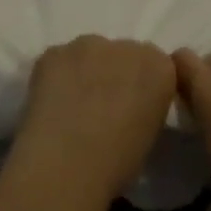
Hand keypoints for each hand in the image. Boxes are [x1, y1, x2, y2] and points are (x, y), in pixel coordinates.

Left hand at [9, 36, 176, 199]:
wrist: (65, 165)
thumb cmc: (117, 163)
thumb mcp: (150, 135)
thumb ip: (146, 108)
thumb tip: (129, 108)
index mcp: (160, 68)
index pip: (156, 66)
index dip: (141, 88)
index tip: (131, 109)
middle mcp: (127, 46)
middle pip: (123, 54)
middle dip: (114, 74)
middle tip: (100, 107)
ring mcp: (87, 45)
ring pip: (89, 54)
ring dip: (85, 72)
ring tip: (71, 106)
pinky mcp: (53, 52)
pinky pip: (58, 60)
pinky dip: (56, 77)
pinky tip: (50, 104)